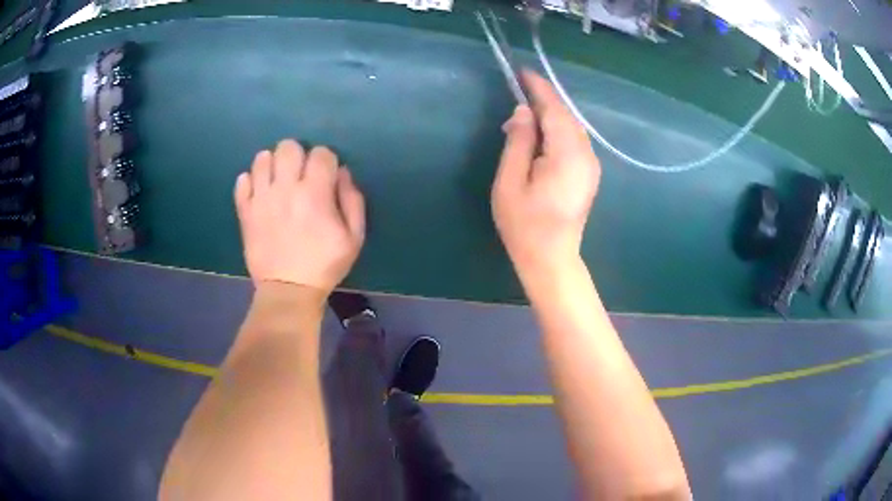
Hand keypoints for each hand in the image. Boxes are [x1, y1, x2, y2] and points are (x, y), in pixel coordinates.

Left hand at [234, 140, 365, 294]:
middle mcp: (285, 189)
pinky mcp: (245, 211)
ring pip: (262, 158)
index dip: (326, 161)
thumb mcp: (354, 238)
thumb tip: (342, 173)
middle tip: (300, 174)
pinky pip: (241, 181)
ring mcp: (261, 199)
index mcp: (315, 193)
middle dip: (298, 155)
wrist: (288, 291)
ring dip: (273, 164)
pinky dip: (251, 181)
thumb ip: (352, 201)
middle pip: (288, 147)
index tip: (326, 176)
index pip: (320, 153)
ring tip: (278, 181)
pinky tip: (260, 192)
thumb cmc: (324, 265)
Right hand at [492, 70, 600, 278]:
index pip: (555, 110)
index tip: (522, 72)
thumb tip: (523, 112)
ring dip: (549, 116)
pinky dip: (557, 131)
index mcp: (567, 155)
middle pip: (566, 116)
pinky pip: (574, 141)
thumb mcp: (510, 182)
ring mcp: (591, 165)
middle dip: (543, 102)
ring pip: (571, 127)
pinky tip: (539, 138)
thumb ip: (518, 142)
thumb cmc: (524, 225)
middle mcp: (586, 155)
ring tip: (523, 120)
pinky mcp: (589, 173)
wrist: (551, 259)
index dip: (539, 88)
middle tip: (515, 99)